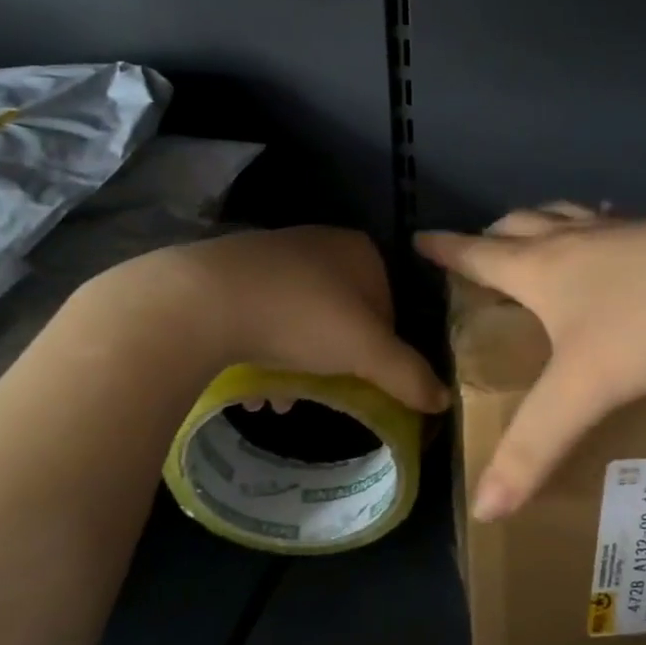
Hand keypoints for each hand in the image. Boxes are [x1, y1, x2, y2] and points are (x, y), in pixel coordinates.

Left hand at [81, 227, 448, 414]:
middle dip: (335, 361)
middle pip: (343, 314)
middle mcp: (318, 242)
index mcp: (358, 250)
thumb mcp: (365, 351)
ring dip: (298, 364)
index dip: (381, 348)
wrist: (200, 301)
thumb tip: (445, 401)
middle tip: (323, 395)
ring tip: (282, 402)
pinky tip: (253, 388)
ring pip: (300, 318)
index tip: (363, 381)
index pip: (388, 304)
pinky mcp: (230, 272)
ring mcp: (272, 253)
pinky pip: (263, 315)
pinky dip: (265, 351)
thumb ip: (408, 375)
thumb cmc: (299, 317)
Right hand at [418, 205, 645, 518]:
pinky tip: (618, 235)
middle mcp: (575, 240)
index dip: (446, 250)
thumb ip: (534, 448)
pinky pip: (614, 220)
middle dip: (492, 235)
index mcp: (543, 269)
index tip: (421, 239)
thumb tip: (483, 509)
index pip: (477, 255)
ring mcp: (621, 230)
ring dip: (541, 221)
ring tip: (540, 234)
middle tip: (481, 250)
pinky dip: (597, 224)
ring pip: (565, 214)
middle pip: (519, 225)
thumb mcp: (584, 390)